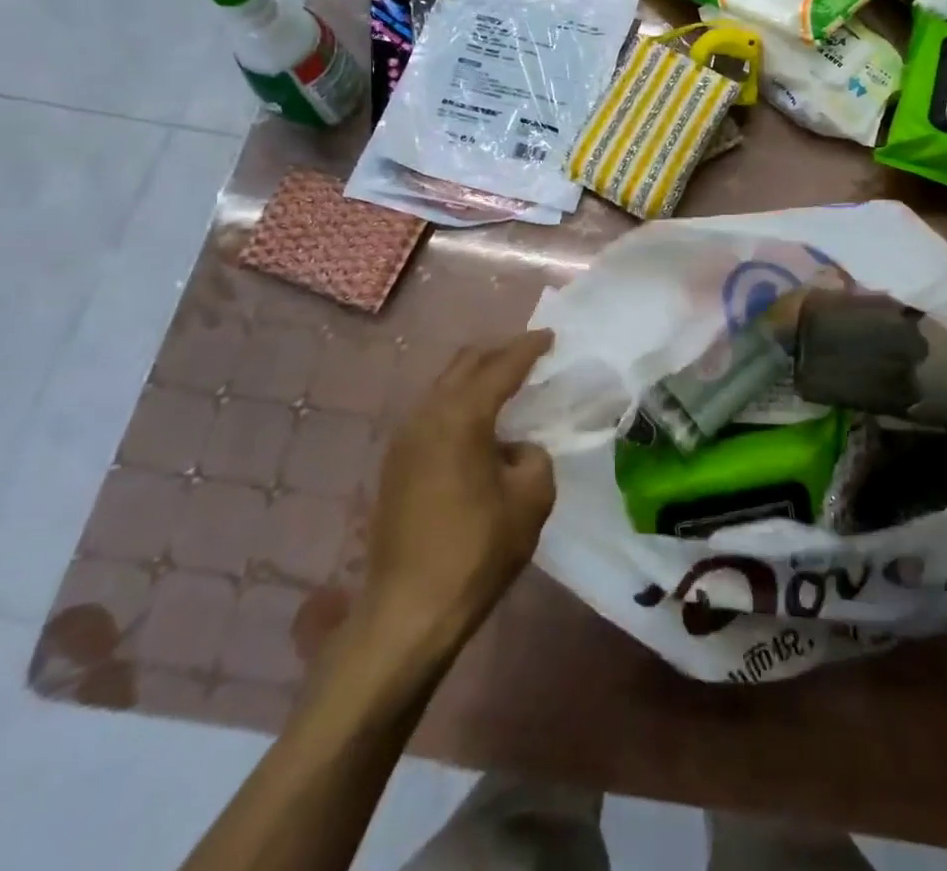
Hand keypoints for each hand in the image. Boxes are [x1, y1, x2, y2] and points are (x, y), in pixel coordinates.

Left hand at [358, 332, 556, 649]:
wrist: (409, 609)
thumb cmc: (477, 549)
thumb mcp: (531, 498)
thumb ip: (533, 456)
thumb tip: (515, 450)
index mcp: (461, 416)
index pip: (501, 366)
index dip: (529, 347)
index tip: (551, 336)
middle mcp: (427, 414)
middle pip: (465, 364)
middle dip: (499, 353)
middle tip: (530, 354)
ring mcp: (405, 438)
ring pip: (444, 386)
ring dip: (475, 378)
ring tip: (506, 385)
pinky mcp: (395, 463)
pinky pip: (433, 412)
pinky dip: (459, 403)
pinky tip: (477, 424)